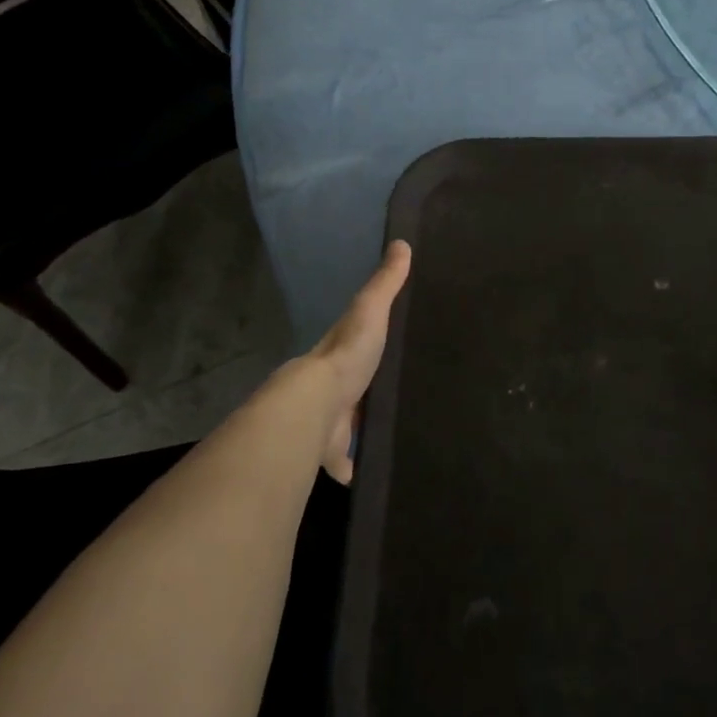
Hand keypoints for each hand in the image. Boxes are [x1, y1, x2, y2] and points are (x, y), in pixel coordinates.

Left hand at [273, 240, 411, 483]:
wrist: (315, 406)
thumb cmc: (347, 355)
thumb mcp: (370, 310)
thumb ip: (386, 283)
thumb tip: (401, 242)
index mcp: (342, 354)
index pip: (357, 346)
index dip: (370, 347)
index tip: (390, 350)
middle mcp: (334, 389)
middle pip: (355, 389)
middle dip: (366, 393)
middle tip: (396, 395)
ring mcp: (333, 422)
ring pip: (350, 426)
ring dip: (360, 430)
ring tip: (390, 432)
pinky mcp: (335, 452)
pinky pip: (347, 462)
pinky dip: (354, 468)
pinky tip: (366, 474)